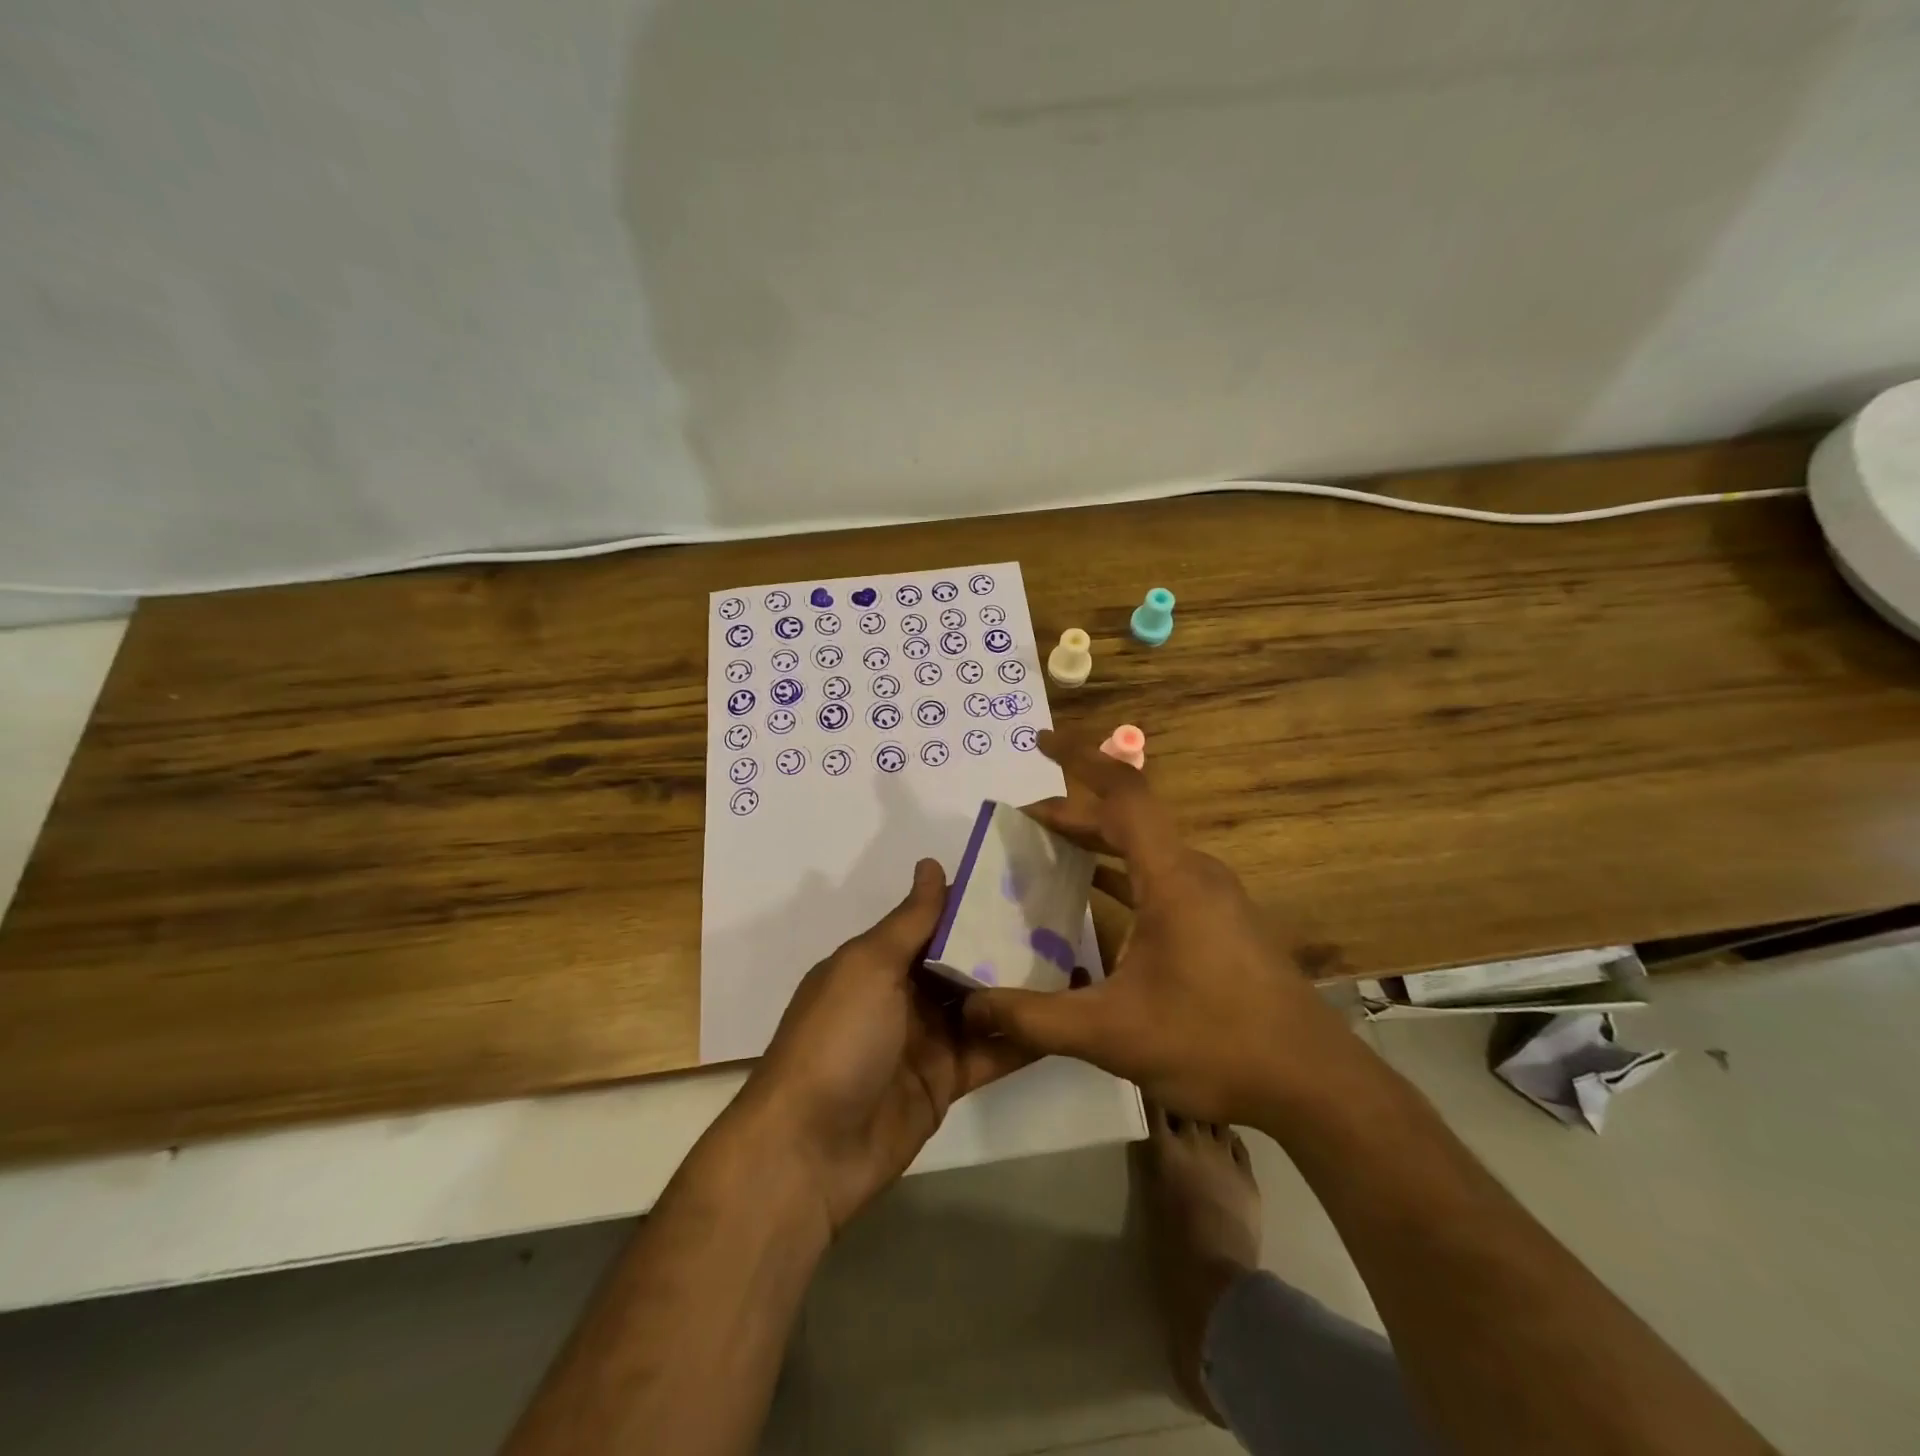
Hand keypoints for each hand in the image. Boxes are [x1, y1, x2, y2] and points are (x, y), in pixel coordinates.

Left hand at [740, 859, 1032, 1231]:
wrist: (810, 1150)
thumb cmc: (837, 1039)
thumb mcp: (869, 966)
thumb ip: (910, 920)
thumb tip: (932, 864)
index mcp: (878, 962)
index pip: (933, 921)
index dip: (972, 903)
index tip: (1022, 879)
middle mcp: (903, 995)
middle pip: (962, 962)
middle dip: (1004, 943)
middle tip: (1062, 919)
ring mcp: (926, 1040)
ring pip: (982, 1005)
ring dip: (1019, 988)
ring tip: (1073, 959)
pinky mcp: (946, 1082)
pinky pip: (990, 1052)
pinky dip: (1022, 1037)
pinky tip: (1061, 1018)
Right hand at [963, 731, 1356, 1126]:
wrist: (1314, 1086)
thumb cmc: (1214, 1043)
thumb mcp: (1111, 1034)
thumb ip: (1035, 1018)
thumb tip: (972, 1006)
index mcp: (1172, 877)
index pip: (1124, 792)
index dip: (1079, 758)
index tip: (1039, 741)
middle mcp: (1194, 872)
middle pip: (1127, 819)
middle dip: (1071, 813)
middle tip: (1020, 824)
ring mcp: (1213, 897)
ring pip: (1145, 849)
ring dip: (1096, 843)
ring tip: (1047, 852)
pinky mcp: (1221, 922)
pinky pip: (1160, 878)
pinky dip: (1121, 875)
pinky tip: (1094, 900)